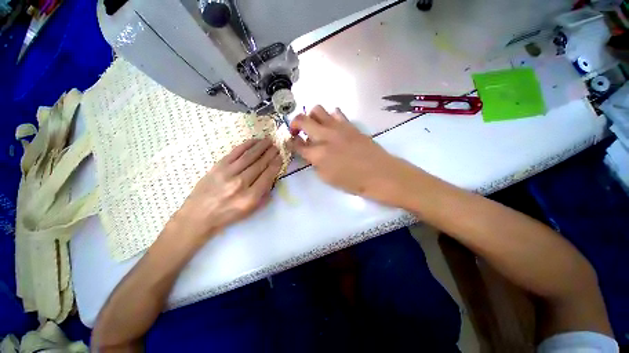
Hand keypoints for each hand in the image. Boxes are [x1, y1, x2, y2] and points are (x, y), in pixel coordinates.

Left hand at [170, 138, 282, 240]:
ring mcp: (228, 173)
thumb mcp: (251, 210)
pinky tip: (255, 141)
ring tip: (269, 140)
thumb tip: (272, 176)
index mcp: (250, 197)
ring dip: (261, 146)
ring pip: (249, 156)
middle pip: (260, 164)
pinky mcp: (218, 166)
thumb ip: (264, 193)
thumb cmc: (228, 214)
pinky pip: (235, 152)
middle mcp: (240, 183)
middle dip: (271, 153)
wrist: (199, 215)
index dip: (276, 164)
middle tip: (278, 145)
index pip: (268, 176)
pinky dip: (246, 145)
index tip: (281, 156)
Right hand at [290, 106, 418, 204]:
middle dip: (294, 124)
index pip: (296, 143)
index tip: (290, 142)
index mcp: (318, 154)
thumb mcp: (327, 178)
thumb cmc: (352, 181)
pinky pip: (336, 112)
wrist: (379, 174)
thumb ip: (315, 163)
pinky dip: (329, 117)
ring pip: (317, 109)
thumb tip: (311, 152)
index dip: (290, 142)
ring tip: (315, 127)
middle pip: (302, 119)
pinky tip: (332, 126)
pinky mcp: (350, 124)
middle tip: (297, 131)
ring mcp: (338, 127)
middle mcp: (325, 136)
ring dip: (311, 117)